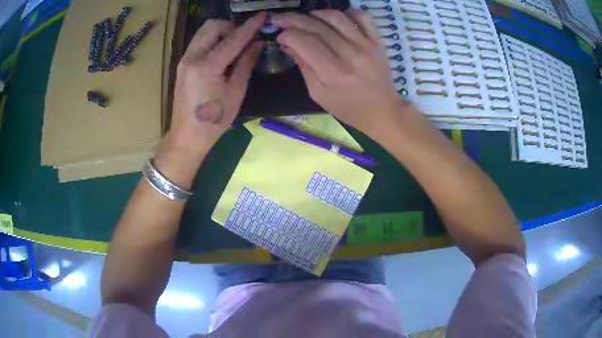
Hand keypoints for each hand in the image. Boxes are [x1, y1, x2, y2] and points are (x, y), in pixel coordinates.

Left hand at [167, 12, 265, 156]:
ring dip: (220, 33)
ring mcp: (184, 60)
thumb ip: (246, 63)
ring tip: (233, 48)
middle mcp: (192, 57)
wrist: (187, 137)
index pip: (232, 38)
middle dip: (230, 27)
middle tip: (242, 40)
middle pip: (211, 26)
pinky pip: (199, 43)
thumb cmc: (215, 120)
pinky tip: (222, 56)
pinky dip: (212, 42)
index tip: (263, 16)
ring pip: (203, 32)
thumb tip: (257, 44)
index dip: (250, 26)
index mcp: (207, 66)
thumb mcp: (236, 92)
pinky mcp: (182, 65)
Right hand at [272, 10, 404, 133]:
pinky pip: (362, 17)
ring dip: (316, 13)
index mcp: (333, 72)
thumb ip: (303, 66)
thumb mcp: (318, 94)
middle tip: (281, 19)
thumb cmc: (348, 108)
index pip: (304, 41)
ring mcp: (365, 44)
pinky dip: (347, 12)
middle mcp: (349, 53)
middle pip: (316, 26)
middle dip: (293, 19)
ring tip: (306, 18)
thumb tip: (287, 44)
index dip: (287, 34)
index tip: (280, 36)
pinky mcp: (377, 40)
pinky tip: (336, 19)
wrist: (383, 110)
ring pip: (336, 17)